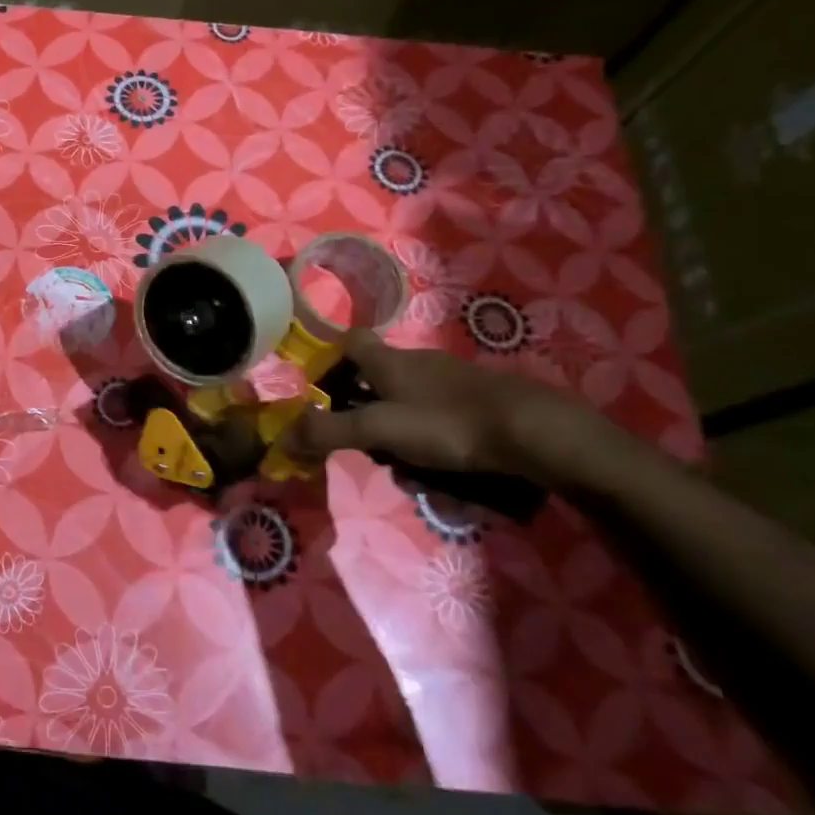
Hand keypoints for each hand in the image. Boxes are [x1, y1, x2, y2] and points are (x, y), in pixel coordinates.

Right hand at [284, 330, 602, 482]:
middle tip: (370, 449)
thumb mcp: (378, 430)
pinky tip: (445, 469)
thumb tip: (281, 438)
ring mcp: (450, 381)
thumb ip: (328, 433)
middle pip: (377, 381)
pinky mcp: (477, 401)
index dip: (332, 361)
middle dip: (366, 416)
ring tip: (412, 472)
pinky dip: (432, 442)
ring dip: (400, 437)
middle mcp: (417, 362)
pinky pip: (439, 419)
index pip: (350, 342)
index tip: (324, 393)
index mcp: (388, 361)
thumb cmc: (446, 423)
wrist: (533, 431)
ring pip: (408, 406)